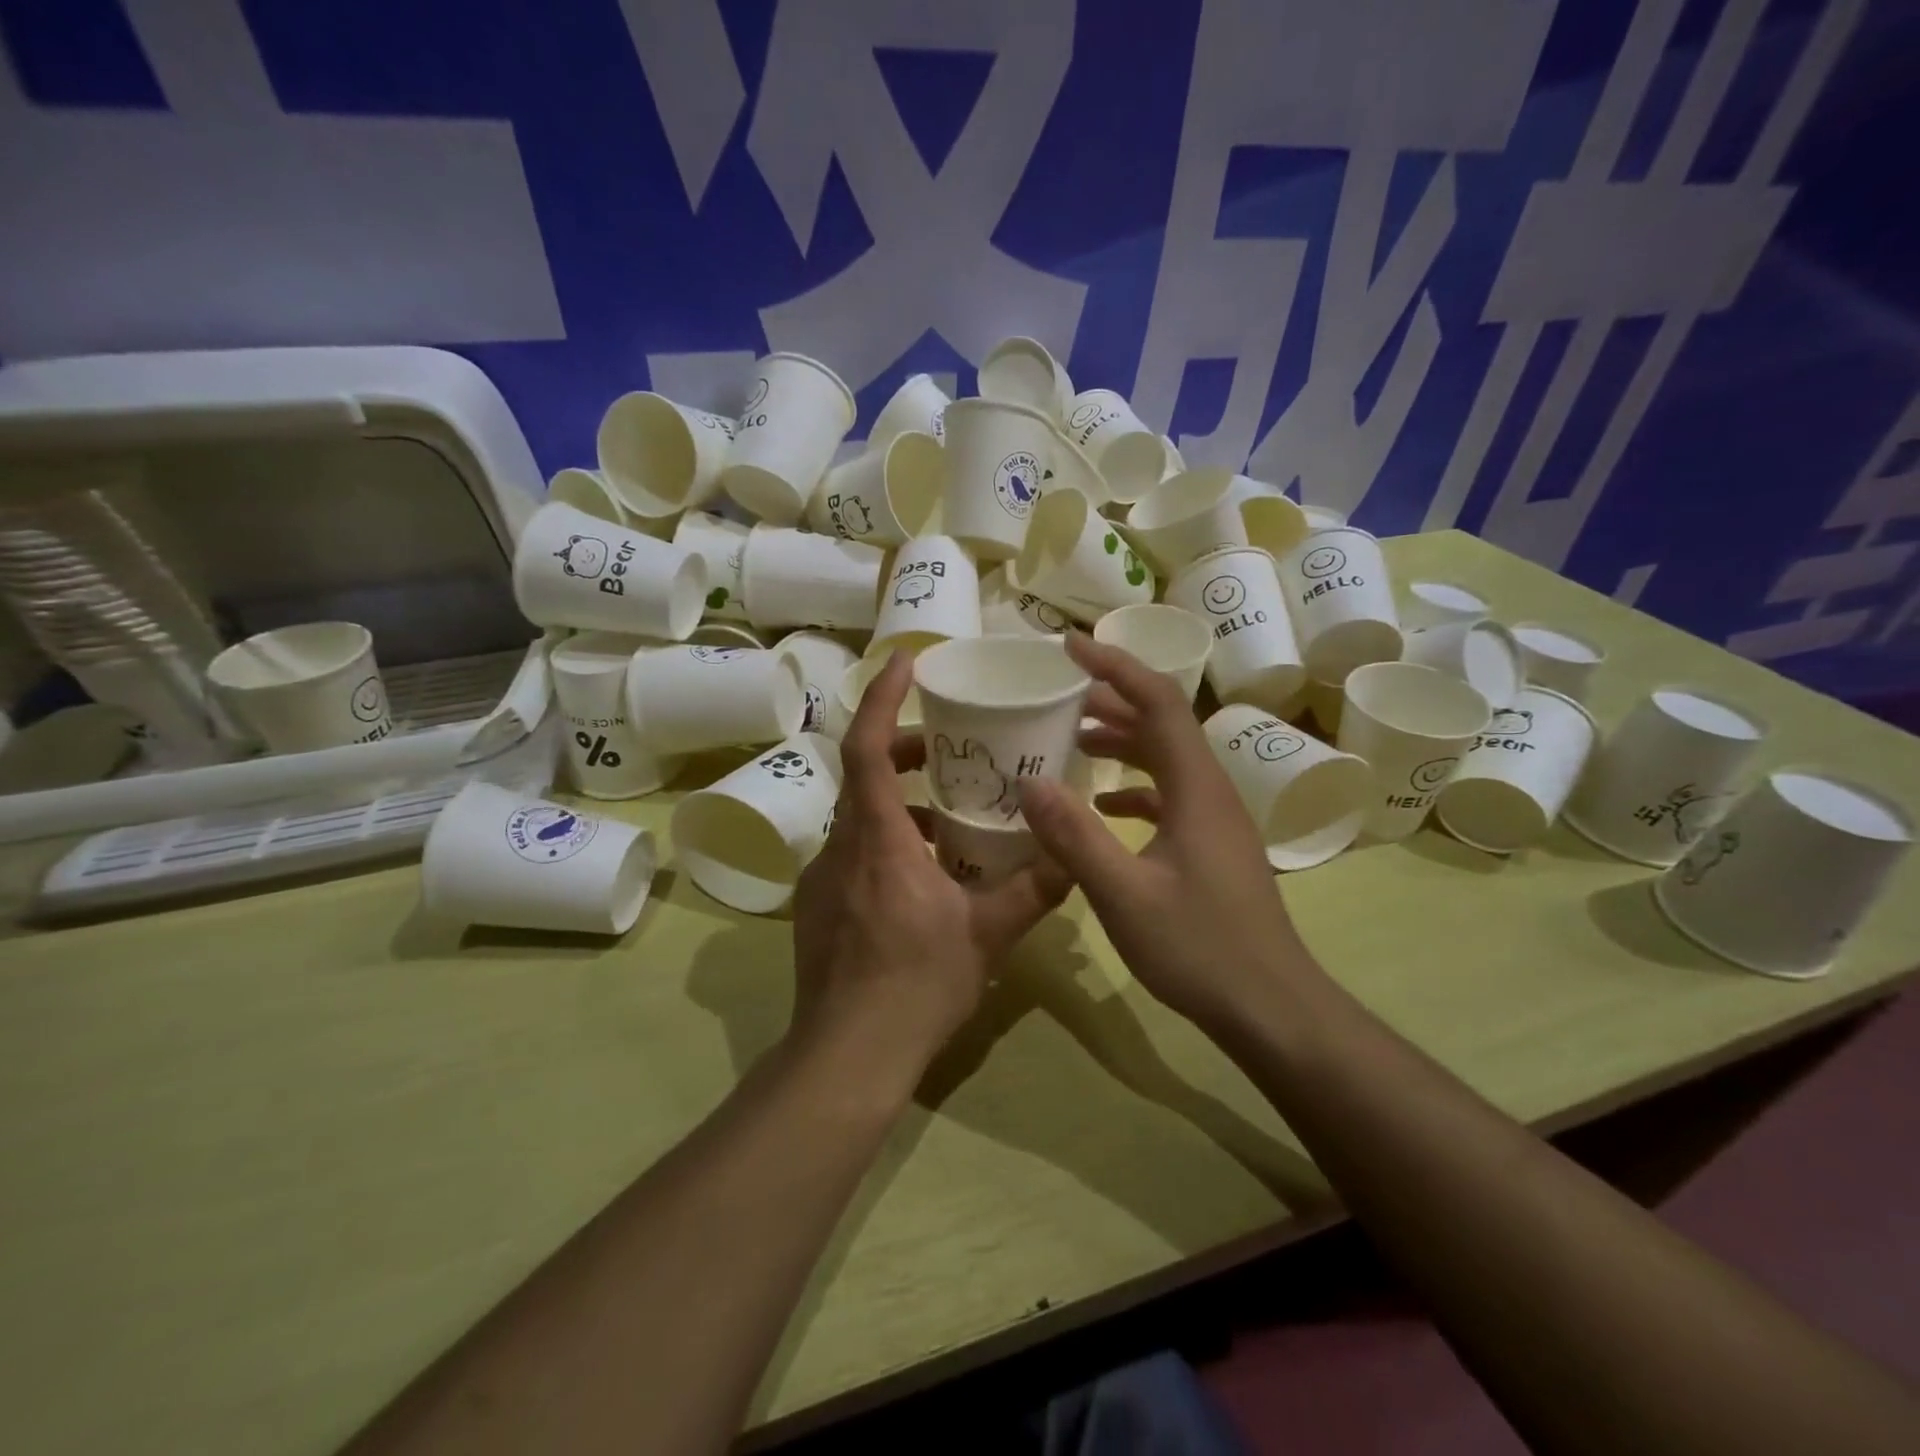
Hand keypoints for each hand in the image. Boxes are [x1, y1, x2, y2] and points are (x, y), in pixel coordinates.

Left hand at [791, 652, 1070, 1088]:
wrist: (847, 1055)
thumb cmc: (916, 985)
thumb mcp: (987, 934)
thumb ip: (1033, 889)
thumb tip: (1075, 855)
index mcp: (878, 840)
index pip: (865, 748)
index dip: (882, 699)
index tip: (904, 664)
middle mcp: (840, 847)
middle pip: (860, 775)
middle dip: (898, 751)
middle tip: (942, 750)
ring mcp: (822, 879)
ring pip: (858, 818)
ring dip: (896, 803)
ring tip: (945, 816)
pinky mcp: (817, 907)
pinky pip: (852, 853)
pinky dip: (885, 841)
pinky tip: (921, 874)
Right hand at [1017, 633, 1319, 1029]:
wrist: (1270, 1007)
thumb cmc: (1199, 947)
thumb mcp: (1123, 894)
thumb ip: (1074, 836)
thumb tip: (1028, 781)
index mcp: (1195, 787)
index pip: (1158, 701)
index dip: (1115, 666)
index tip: (1069, 647)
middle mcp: (1210, 790)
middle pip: (1162, 722)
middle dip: (1111, 698)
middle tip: (1058, 692)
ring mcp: (1215, 819)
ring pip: (1166, 758)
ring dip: (1122, 739)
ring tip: (1071, 737)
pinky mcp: (1211, 845)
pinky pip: (1169, 794)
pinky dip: (1133, 785)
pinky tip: (1102, 803)